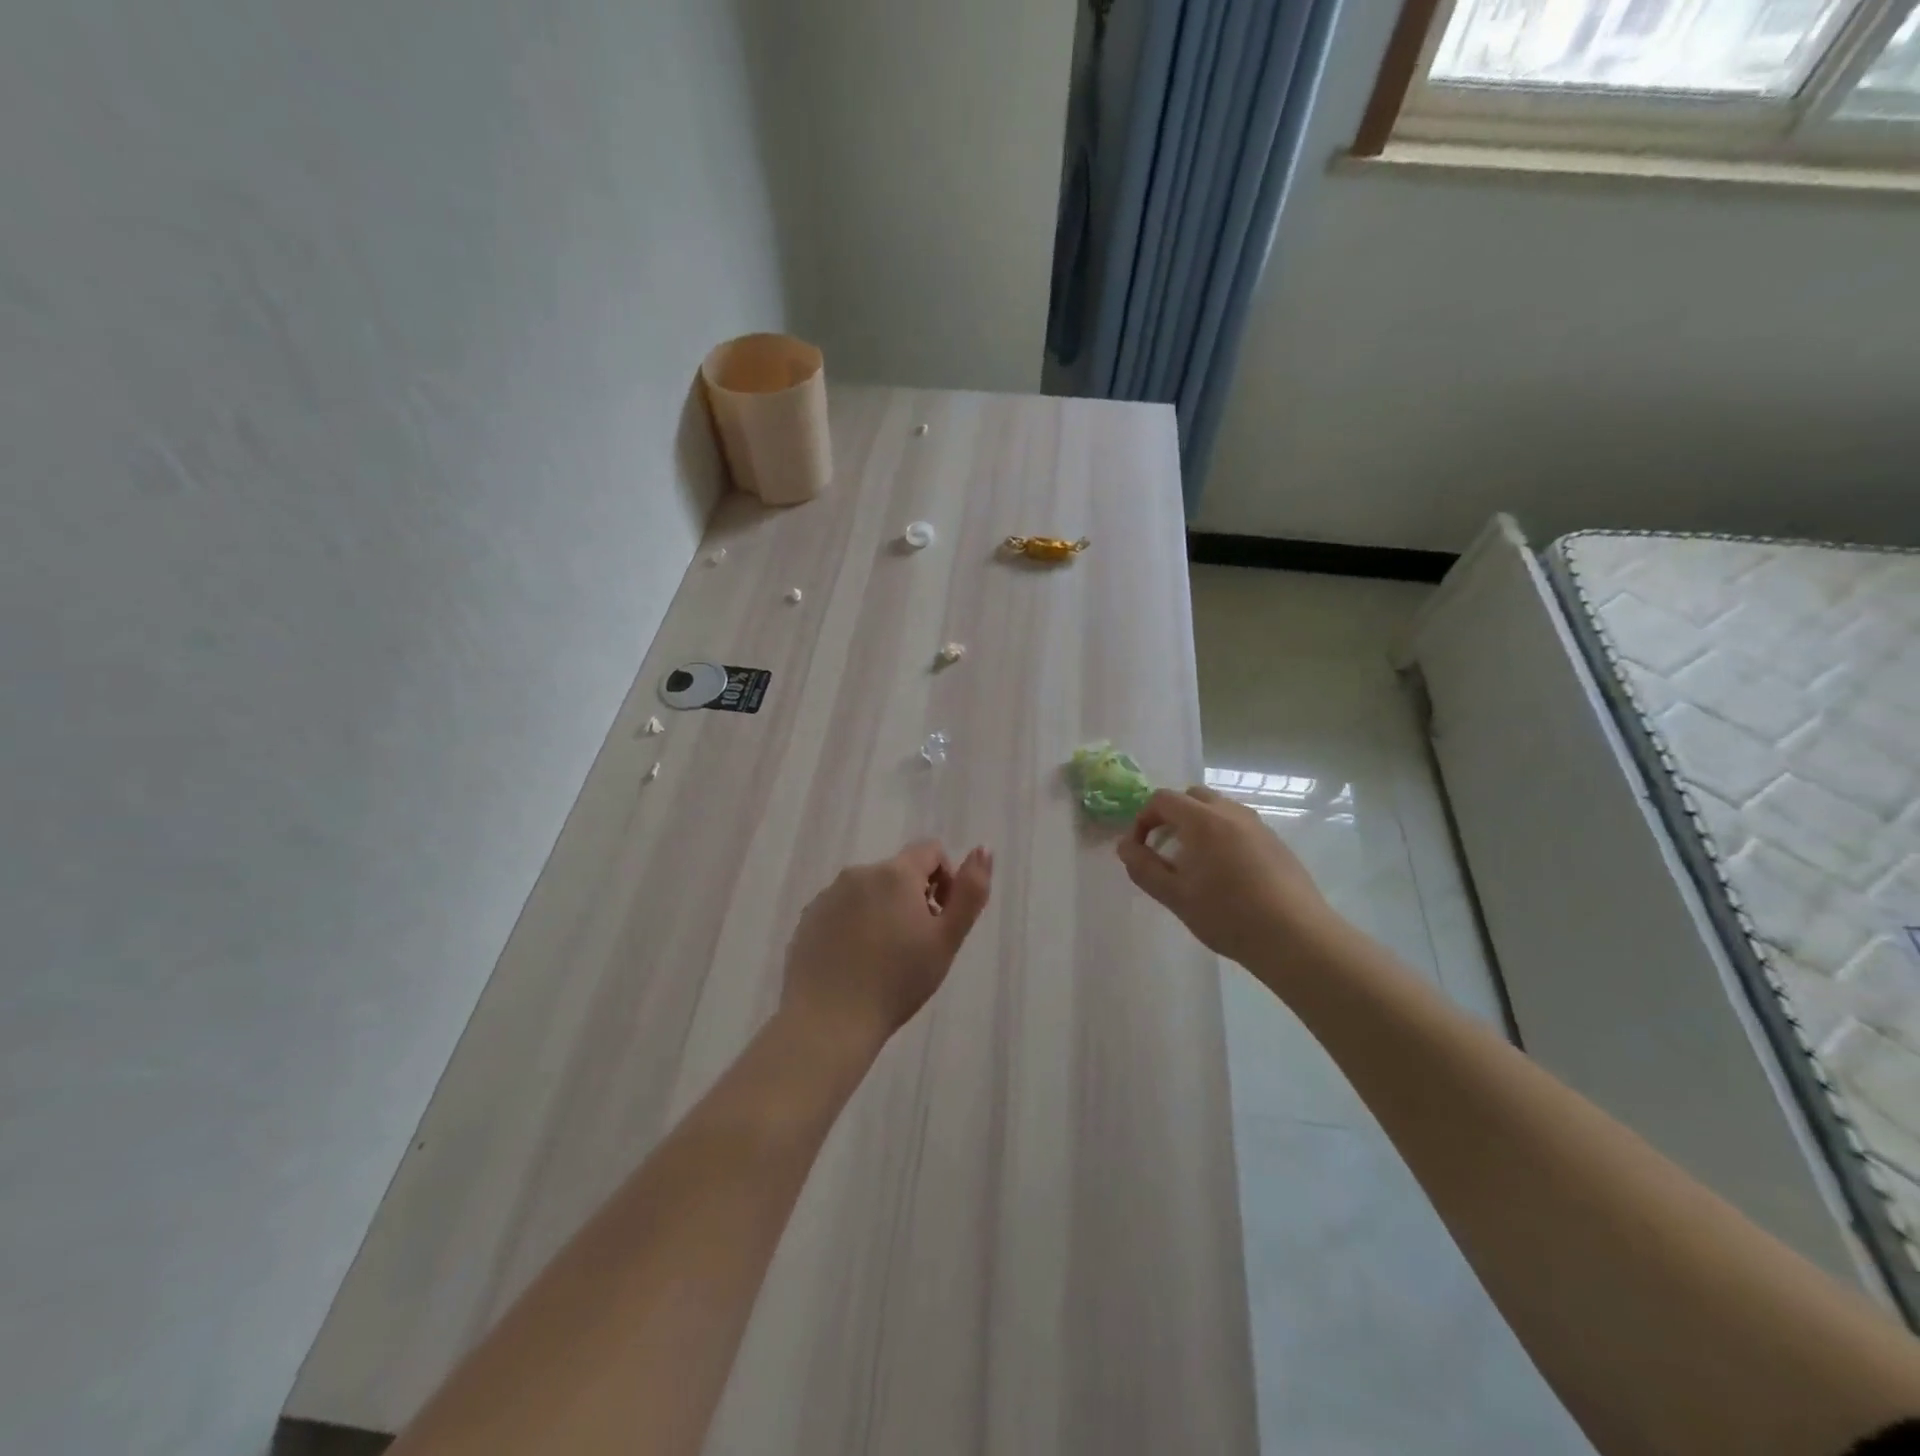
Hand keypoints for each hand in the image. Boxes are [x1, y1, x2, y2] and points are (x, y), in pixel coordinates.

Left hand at [781, 841, 993, 1055]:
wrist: (828, 1022)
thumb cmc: (897, 981)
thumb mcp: (947, 939)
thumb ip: (970, 891)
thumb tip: (984, 847)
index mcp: (895, 873)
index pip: (931, 851)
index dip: (946, 880)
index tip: (940, 919)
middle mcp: (859, 873)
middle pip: (899, 872)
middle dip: (914, 899)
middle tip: (916, 946)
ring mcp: (828, 895)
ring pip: (870, 892)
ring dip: (884, 911)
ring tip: (883, 959)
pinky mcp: (808, 918)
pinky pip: (842, 910)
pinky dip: (854, 925)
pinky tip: (855, 963)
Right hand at [1116, 786, 1336, 970]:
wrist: (1296, 938)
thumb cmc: (1228, 916)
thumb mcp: (1175, 896)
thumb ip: (1144, 868)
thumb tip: (1125, 846)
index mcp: (1203, 820)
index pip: (1162, 799)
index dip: (1143, 819)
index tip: (1140, 849)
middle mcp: (1231, 813)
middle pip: (1192, 797)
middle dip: (1171, 816)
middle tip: (1165, 851)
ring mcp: (1258, 826)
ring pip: (1218, 809)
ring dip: (1197, 825)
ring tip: (1194, 864)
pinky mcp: (1276, 843)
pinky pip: (1239, 826)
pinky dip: (1222, 836)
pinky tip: (1226, 875)